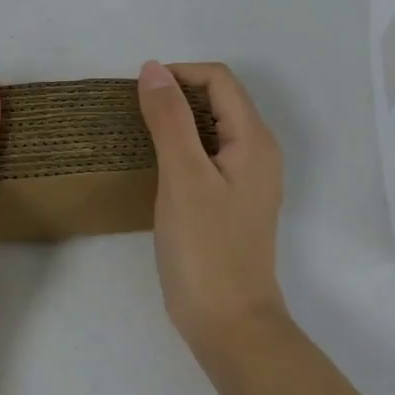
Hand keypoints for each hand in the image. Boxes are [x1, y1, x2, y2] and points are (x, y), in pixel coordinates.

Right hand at [137, 61, 287, 364]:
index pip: (219, 80)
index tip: (140, 94)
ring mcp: (247, 178)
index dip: (179, 75)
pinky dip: (182, 145)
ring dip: (177, 120)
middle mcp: (258, 152)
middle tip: (136, 114)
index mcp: (254, 140)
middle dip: (177, 95)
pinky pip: (208, 153)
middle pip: (218, 99)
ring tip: (140, 134)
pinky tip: (156, 165)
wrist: (229, 326)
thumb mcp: (183, 176)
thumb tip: (153, 68)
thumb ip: (169, 118)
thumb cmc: (206, 248)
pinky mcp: (232, 200)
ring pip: (211, 126)